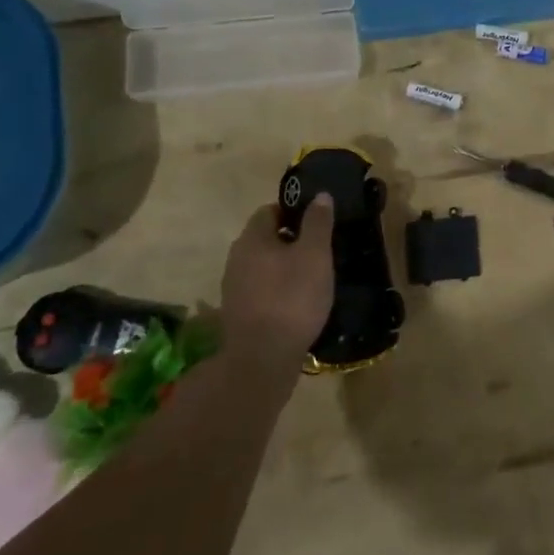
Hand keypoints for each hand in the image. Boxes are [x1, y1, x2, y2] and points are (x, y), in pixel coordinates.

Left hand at [220, 195, 335, 365]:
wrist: (263, 359)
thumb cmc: (293, 297)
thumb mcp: (315, 255)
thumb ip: (317, 223)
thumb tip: (320, 195)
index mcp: (252, 238)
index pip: (269, 211)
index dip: (293, 211)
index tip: (317, 222)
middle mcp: (236, 258)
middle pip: (264, 238)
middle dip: (290, 239)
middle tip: (318, 249)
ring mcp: (233, 287)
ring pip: (261, 264)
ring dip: (283, 266)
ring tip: (311, 276)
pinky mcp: (237, 312)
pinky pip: (260, 288)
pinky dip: (276, 288)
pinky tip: (296, 301)